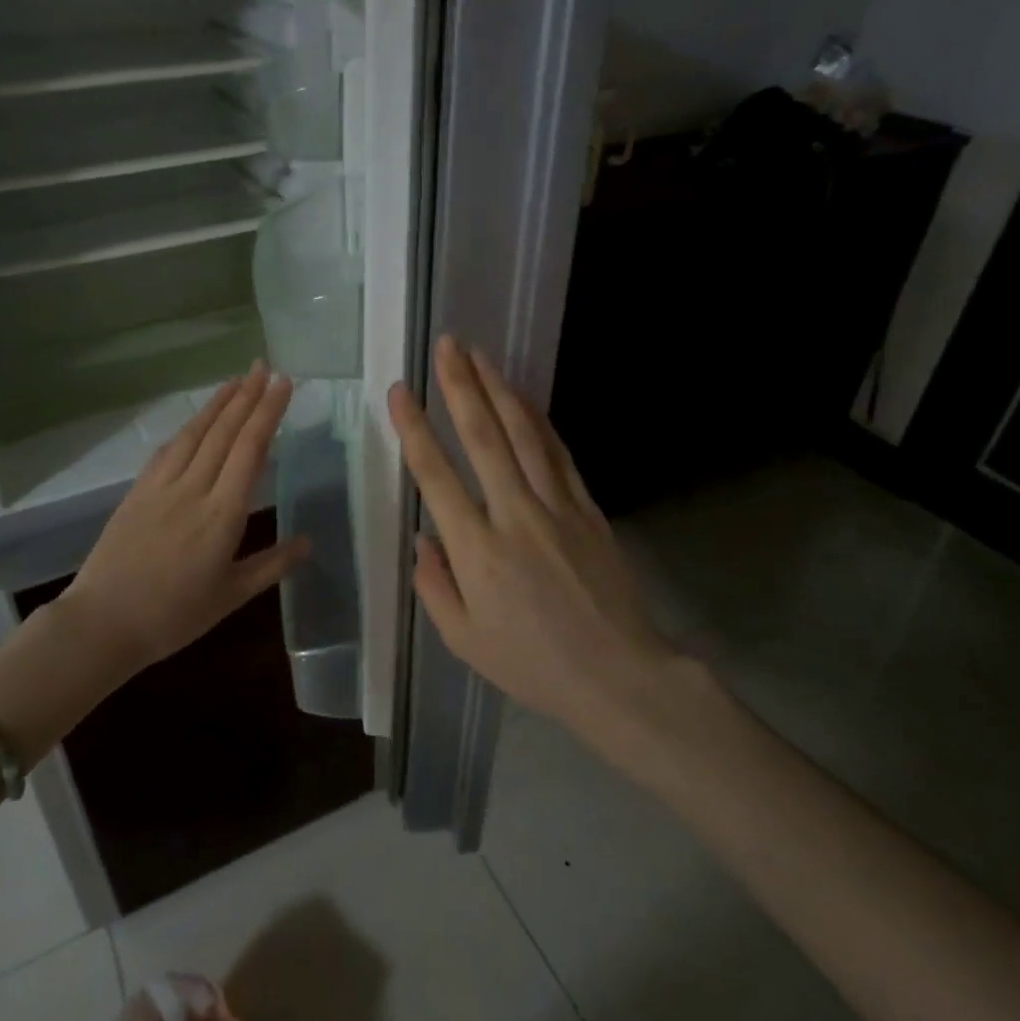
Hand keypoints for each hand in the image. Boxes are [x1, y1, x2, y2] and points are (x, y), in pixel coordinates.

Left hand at [60, 364, 310, 673]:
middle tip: (265, 366)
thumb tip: (309, 541)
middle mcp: (194, 489)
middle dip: (248, 396)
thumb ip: (272, 565)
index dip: (268, 413)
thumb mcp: (231, 596)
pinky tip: (195, 420)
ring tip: (237, 380)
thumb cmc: (174, 616)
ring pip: (195, 434)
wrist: (103, 623)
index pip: (250, 450)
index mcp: (223, 514)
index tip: (283, 384)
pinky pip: (167, 451)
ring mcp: (162, 487)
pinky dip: (187, 428)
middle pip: (225, 432)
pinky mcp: (138, 491)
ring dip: (218, 403)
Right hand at [388, 336, 672, 731]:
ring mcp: (557, 507)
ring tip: (480, 355)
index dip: (414, 428)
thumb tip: (422, 537)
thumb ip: (434, 584)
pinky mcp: (588, 508)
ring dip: (500, 389)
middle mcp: (515, 515)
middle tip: (448, 345)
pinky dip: (539, 420)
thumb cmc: (532, 664)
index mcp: (477, 550)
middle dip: (461, 386)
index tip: (401, 391)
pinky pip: (558, 453)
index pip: (436, 475)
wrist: (618, 675)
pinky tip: (524, 398)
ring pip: (524, 434)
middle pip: (484, 438)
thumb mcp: (463, 640)